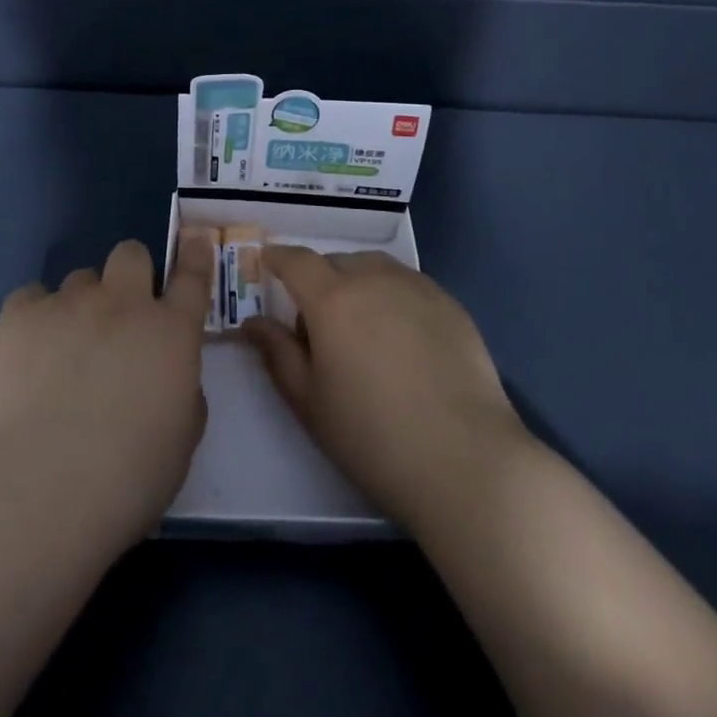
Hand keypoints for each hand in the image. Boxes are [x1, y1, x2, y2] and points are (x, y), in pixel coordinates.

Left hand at [0, 235, 213, 552]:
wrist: (40, 491)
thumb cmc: (127, 480)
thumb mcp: (181, 440)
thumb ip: (183, 391)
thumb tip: (167, 371)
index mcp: (171, 332)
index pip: (193, 276)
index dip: (195, 254)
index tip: (195, 240)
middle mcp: (124, 303)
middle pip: (131, 253)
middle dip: (130, 274)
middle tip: (120, 315)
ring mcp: (70, 304)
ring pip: (81, 278)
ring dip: (82, 303)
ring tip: (66, 350)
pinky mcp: (20, 316)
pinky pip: (31, 297)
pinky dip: (35, 317)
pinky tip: (28, 354)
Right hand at [241, 245, 527, 531]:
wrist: (464, 458)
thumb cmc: (372, 436)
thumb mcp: (309, 402)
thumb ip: (277, 353)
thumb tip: (253, 321)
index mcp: (331, 298)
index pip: (296, 261)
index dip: (278, 258)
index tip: (268, 262)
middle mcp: (372, 278)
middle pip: (336, 262)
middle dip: (319, 280)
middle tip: (319, 324)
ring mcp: (416, 287)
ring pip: (374, 268)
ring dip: (357, 282)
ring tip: (362, 327)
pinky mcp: (449, 303)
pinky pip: (408, 283)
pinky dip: (392, 295)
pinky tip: (402, 338)